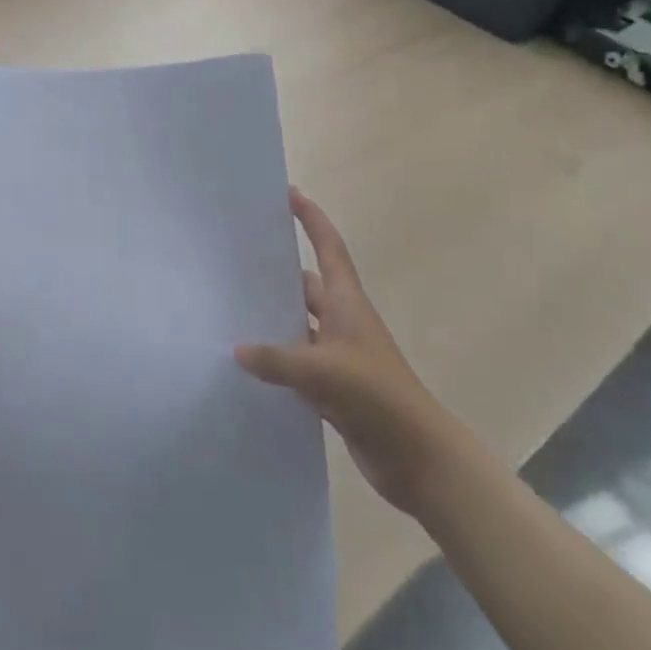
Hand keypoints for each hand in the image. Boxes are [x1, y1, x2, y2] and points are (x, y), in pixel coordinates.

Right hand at [236, 188, 451, 518]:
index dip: (312, 218)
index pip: (327, 247)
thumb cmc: (376, 395)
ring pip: (299, 326)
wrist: (418, 457)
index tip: (289, 193)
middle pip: (307, 285)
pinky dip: (276, 362)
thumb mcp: (323, 371)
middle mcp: (342, 321)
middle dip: (278, 271)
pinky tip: (248, 366)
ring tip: (232, 309)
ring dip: (274, 320)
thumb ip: (277, 359)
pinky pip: (297, 364)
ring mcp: (339, 356)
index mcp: (347, 302)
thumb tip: (237, 349)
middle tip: (238, 258)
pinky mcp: (334, 389)